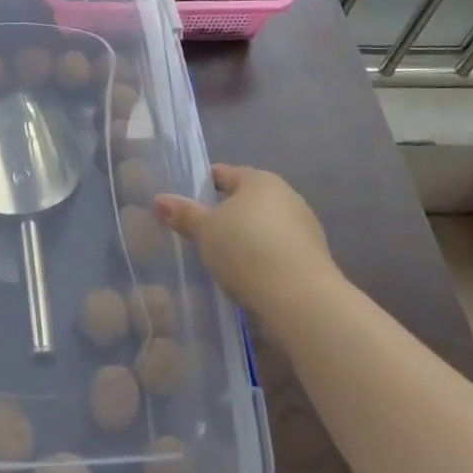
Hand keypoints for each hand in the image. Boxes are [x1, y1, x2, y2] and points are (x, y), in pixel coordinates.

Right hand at [154, 163, 338, 323]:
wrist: (301, 299)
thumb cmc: (246, 249)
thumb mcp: (205, 230)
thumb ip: (183, 214)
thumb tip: (158, 200)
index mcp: (259, 180)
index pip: (224, 174)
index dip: (202, 185)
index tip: (185, 204)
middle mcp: (286, 196)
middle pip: (246, 200)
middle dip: (225, 214)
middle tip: (200, 234)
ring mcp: (304, 228)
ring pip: (264, 226)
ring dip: (245, 238)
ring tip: (222, 260)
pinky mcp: (313, 259)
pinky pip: (278, 251)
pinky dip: (262, 259)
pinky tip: (248, 277)